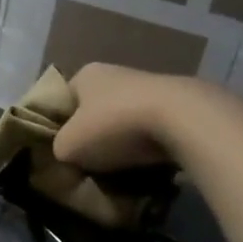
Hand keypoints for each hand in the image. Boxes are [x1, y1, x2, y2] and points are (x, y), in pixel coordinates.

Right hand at [51, 62, 226, 173]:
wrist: (184, 121)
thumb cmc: (113, 126)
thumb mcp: (67, 146)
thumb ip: (59, 149)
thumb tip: (67, 155)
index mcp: (86, 74)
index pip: (62, 99)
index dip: (58, 124)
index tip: (61, 148)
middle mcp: (118, 72)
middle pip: (95, 110)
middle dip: (93, 134)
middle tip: (87, 162)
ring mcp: (153, 86)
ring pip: (126, 120)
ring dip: (123, 141)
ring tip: (120, 169)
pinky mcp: (182, 104)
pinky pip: (155, 130)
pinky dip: (150, 145)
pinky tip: (148, 165)